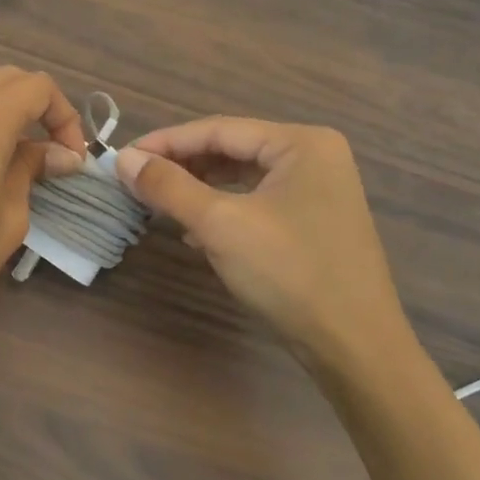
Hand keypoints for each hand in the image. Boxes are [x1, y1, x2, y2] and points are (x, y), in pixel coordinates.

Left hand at [0, 68, 87, 378]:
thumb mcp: (9, 218)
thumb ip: (32, 170)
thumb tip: (60, 156)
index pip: (38, 87)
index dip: (64, 115)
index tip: (71, 157)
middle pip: (6, 80)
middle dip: (37, 108)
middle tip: (51, 152)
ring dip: (3, 115)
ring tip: (14, 161)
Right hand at [114, 120, 411, 369]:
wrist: (356, 350)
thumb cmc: (290, 274)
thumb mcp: (220, 225)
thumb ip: (168, 186)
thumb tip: (123, 159)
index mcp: (301, 143)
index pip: (218, 130)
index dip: (166, 142)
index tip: (123, 158)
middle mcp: (314, 156)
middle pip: (231, 150)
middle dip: (182, 166)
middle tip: (137, 181)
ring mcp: (319, 190)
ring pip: (242, 177)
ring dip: (198, 189)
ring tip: (159, 204)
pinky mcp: (315, 221)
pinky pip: (257, 201)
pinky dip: (223, 209)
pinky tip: (195, 232)